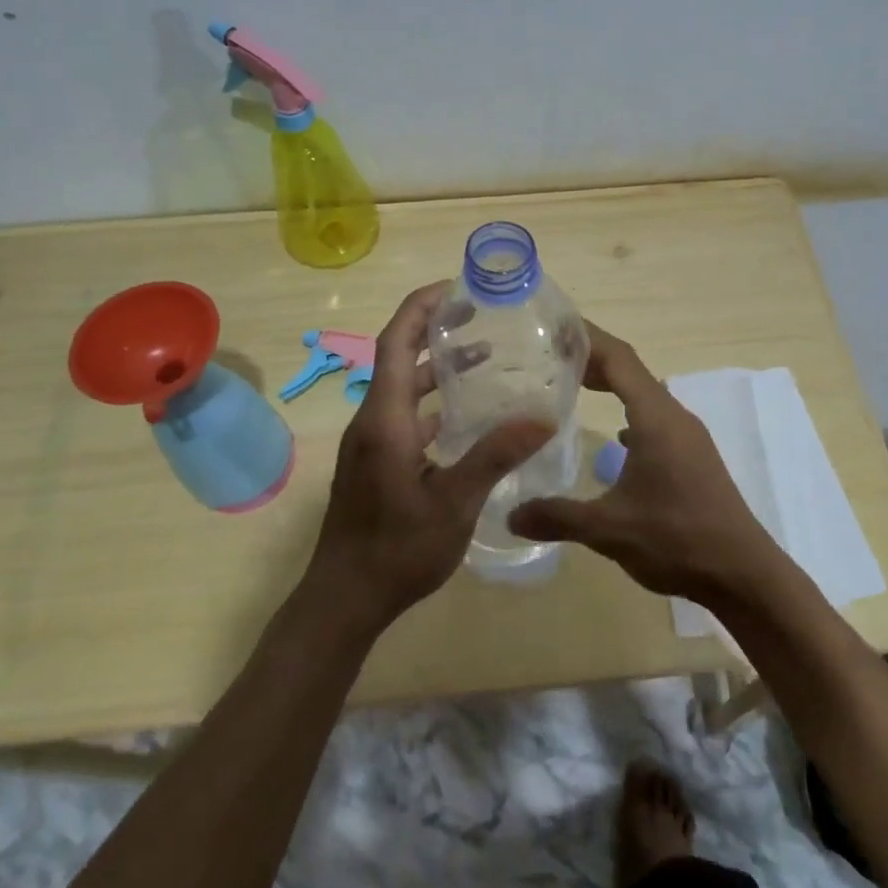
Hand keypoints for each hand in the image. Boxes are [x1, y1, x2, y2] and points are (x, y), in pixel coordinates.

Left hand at [304, 282, 553, 636]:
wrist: (345, 599)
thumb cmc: (397, 548)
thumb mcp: (455, 502)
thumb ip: (496, 455)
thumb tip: (542, 415)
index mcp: (384, 418)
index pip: (396, 341)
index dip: (421, 307)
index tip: (456, 288)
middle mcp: (372, 421)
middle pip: (398, 357)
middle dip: (434, 329)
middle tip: (481, 315)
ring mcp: (371, 443)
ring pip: (403, 388)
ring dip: (437, 368)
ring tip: (484, 356)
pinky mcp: (375, 463)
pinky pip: (404, 415)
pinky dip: (433, 402)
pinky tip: (466, 416)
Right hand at [508, 323, 788, 604]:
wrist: (743, 574)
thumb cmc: (677, 540)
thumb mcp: (609, 530)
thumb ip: (557, 517)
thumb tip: (510, 515)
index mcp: (656, 418)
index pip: (619, 358)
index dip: (586, 337)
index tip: (552, 326)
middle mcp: (674, 417)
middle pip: (631, 371)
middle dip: (591, 358)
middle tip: (549, 354)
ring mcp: (688, 437)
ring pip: (644, 395)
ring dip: (612, 385)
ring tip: (573, 385)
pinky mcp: (694, 458)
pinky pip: (655, 420)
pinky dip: (629, 414)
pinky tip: (614, 438)